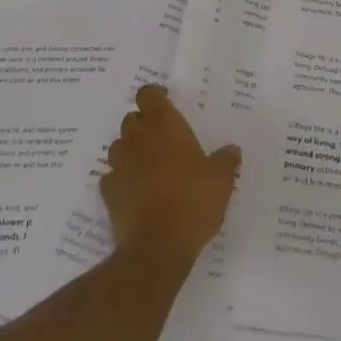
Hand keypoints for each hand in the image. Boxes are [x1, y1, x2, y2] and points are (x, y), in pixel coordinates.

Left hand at [101, 85, 240, 268]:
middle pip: (132, 119)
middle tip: (163, 139)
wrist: (158, 246)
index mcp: (164, 126)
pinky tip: (135, 192)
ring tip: (149, 165)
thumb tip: (231, 150)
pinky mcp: (108, 193)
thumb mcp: (221, 179)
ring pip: (119, 146)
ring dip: (131, 151)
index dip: (155, 96)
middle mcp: (137, 139)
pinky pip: (112, 177)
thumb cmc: (193, 201)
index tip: (166, 102)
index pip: (148, 94)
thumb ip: (225, 160)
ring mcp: (119, 165)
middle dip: (144, 125)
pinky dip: (121, 180)